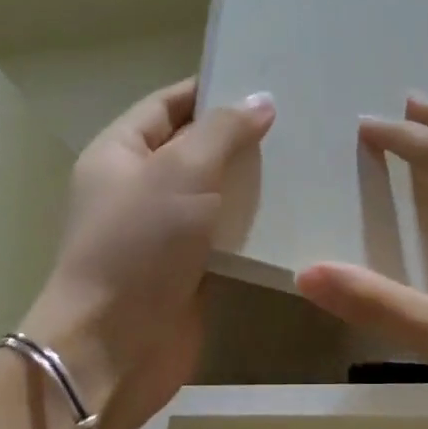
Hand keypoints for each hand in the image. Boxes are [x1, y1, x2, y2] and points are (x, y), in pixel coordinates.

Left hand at [22, 78, 274, 428]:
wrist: (115, 347)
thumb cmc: (138, 247)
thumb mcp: (179, 172)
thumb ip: (222, 132)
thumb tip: (260, 101)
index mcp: (120, 153)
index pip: (169, 105)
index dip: (213, 89)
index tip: (269, 81)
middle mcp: (140, 189)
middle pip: (196, 150)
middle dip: (243, 138)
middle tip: (305, 123)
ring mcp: (165, 234)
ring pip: (217, 197)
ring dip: (256, 186)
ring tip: (312, 164)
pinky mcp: (189, 272)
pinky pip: (227, 240)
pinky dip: (256, 229)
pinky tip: (299, 217)